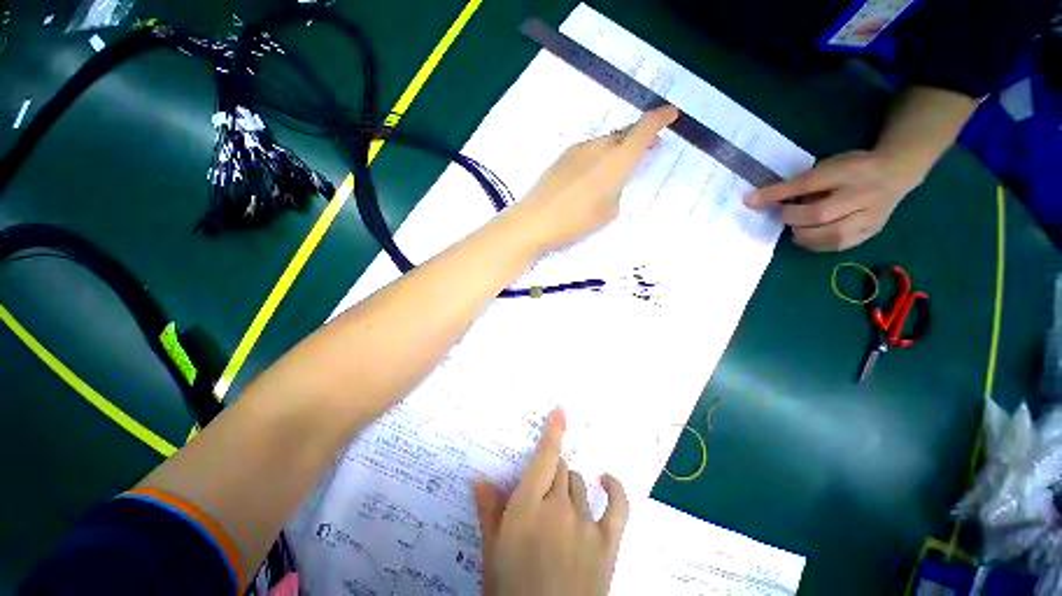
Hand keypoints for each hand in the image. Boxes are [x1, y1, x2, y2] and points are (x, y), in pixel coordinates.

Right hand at [473, 409, 628, 595]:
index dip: (554, 432)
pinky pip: (618, 506)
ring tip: (561, 503)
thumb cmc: (511, 591)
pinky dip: (614, 489)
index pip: (544, 458)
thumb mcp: (493, 555)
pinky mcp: (607, 543)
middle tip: (542, 488)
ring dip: (569, 485)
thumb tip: (479, 479)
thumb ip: (489, 512)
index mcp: (527, 508)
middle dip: (551, 470)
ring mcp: (585, 524)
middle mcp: (558, 508)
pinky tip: (607, 480)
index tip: (560, 411)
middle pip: (560, 468)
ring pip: (578, 484)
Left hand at [511, 105, 678, 251]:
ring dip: (617, 149)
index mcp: (617, 159)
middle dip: (639, 138)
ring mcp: (578, 150)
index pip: (645, 128)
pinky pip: (588, 151)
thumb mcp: (608, 212)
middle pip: (625, 134)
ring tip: (617, 167)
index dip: (661, 118)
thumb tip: (610, 183)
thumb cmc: (576, 220)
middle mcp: (599, 147)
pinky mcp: (562, 157)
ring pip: (605, 142)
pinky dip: (598, 157)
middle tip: (648, 149)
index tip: (671, 114)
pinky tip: (591, 176)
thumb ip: (616, 191)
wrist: (535, 220)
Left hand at [744, 150, 923, 250]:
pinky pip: (840, 245)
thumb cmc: (852, 168)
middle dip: (792, 218)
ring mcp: (871, 215)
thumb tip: (762, 200)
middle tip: (784, 215)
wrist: (896, 172)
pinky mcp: (872, 231)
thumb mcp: (827, 165)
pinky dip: (817, 244)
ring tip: (797, 228)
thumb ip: (801, 182)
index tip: (750, 201)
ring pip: (832, 235)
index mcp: (848, 171)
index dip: (776, 194)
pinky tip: (810, 237)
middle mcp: (862, 194)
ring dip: (804, 235)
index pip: (807, 184)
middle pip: (820, 214)